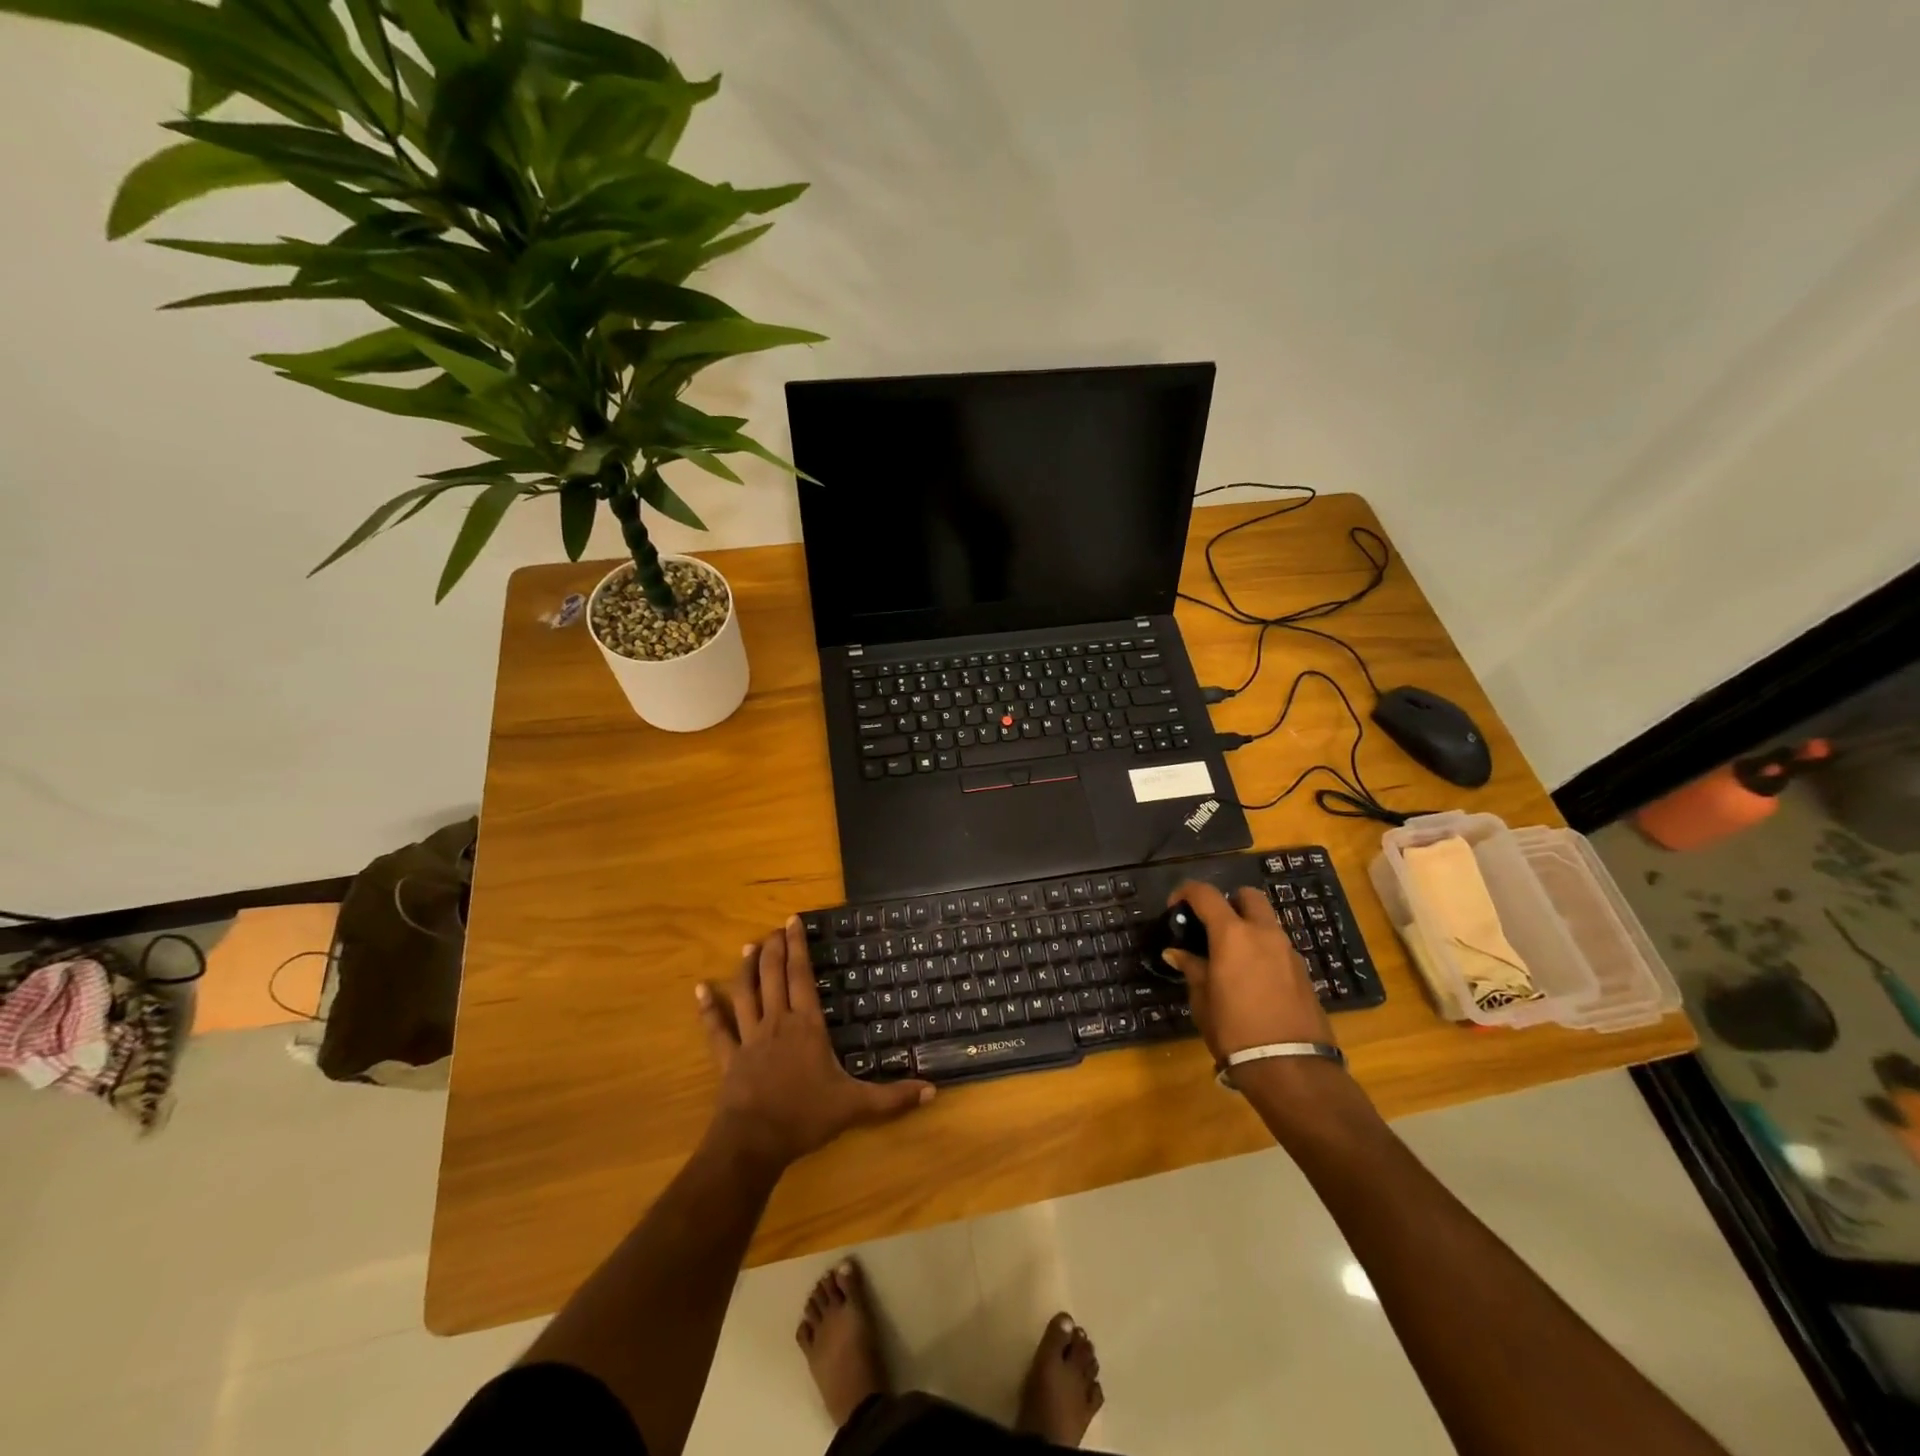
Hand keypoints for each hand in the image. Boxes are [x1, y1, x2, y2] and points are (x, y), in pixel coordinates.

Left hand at [697, 916, 933, 1169]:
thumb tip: (932, 1089)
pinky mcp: (729, 1059)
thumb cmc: (805, 1117)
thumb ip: (892, 1098)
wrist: (754, 1143)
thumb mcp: (855, 1106)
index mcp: (807, 1026)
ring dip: (746, 969)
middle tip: (775, 928)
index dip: (798, 947)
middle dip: (774, 949)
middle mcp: (777, 1023)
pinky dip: (708, 1008)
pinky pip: (717, 1029)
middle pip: (773, 977)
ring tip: (748, 946)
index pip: (802, 976)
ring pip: (746, 994)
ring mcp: (749, 1039)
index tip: (792, 921)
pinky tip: (700, 990)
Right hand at [1161, 881, 1332, 1059]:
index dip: (1186, 893)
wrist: (1290, 1068)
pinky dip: (1262, 951)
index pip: (1206, 894)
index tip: (1175, 908)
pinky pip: (1278, 947)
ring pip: (1266, 922)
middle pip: (1248, 896)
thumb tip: (1176, 953)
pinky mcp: (1303, 972)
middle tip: (1212, 926)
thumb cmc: (1234, 1030)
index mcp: (1232, 935)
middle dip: (1229, 902)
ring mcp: (1288, 952)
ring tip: (1230, 957)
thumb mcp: (1202, 1000)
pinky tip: (1252, 979)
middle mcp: (1264, 934)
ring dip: (1248, 927)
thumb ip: (1192, 969)